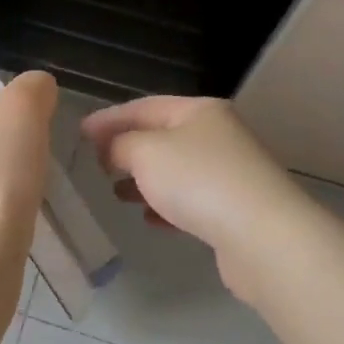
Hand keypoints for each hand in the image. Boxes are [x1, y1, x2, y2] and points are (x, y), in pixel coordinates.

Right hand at [81, 97, 309, 297]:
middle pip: (162, 136)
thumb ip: (121, 144)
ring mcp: (229, 172)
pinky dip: (166, 205)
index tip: (80, 132)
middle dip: (127, 149)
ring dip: (144, 179)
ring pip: (176, 170)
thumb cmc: (198, 181)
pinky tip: (149, 219)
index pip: (145, 107)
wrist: (262, 236)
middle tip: (96, 163)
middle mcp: (218, 135)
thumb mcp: (147, 153)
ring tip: (116, 193)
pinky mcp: (234, 209)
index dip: (110, 118)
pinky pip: (191, 200)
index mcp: (200, 111)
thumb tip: (114, 148)